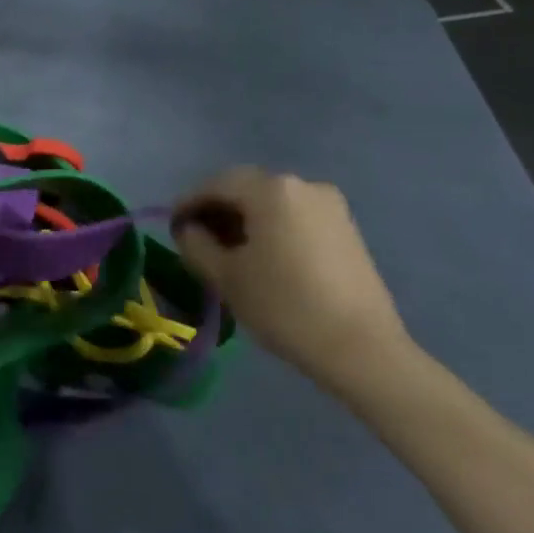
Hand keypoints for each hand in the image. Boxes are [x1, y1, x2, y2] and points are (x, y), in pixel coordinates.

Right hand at [171, 167, 415, 390]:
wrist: (361, 348)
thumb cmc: (284, 306)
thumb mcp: (226, 277)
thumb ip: (196, 244)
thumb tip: (189, 229)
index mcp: (271, 190)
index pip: (217, 184)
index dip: (189, 202)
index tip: (172, 226)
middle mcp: (303, 185)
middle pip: (247, 188)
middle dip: (217, 208)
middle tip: (195, 237)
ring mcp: (330, 205)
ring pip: (273, 202)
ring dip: (245, 218)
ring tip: (227, 250)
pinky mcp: (346, 228)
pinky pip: (296, 216)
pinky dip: (272, 227)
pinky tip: (262, 256)